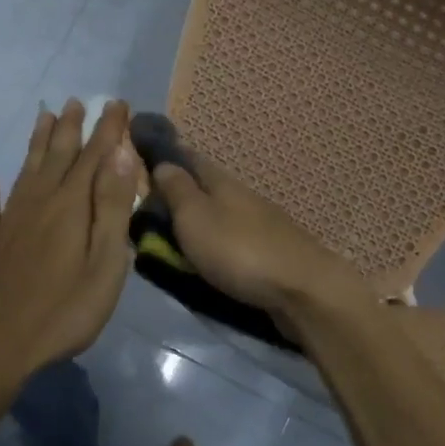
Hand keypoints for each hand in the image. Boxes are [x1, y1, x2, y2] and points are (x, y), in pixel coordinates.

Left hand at [0, 98, 139, 380]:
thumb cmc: (64, 310)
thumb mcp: (104, 262)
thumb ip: (112, 207)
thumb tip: (120, 155)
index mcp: (70, 206)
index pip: (94, 157)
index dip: (107, 130)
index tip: (115, 103)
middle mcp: (38, 203)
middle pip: (58, 156)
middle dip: (71, 128)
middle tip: (76, 101)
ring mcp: (9, 223)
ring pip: (26, 172)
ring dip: (38, 144)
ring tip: (44, 118)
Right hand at [149, 151, 366, 317]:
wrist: (301, 291)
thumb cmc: (239, 250)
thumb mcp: (195, 216)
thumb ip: (176, 190)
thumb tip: (162, 163)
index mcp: (222, 182)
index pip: (189, 157)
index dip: (166, 155)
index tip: (142, 156)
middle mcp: (242, 196)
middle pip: (205, 186)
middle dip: (180, 189)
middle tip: (149, 202)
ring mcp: (260, 224)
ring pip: (220, 213)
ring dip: (199, 218)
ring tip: (172, 232)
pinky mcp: (270, 253)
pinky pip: (232, 239)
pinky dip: (215, 242)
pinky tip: (207, 253)